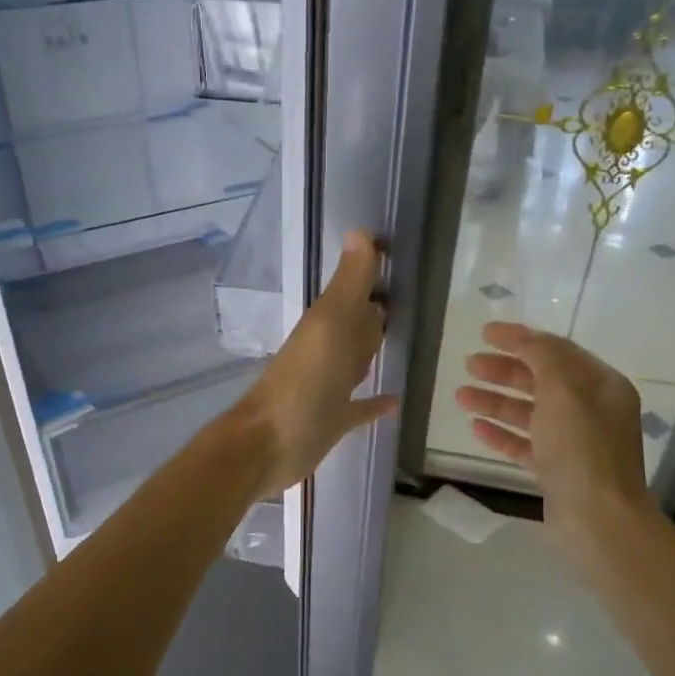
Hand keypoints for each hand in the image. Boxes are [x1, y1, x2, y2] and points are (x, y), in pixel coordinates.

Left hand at [235, 230, 397, 498]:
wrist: (268, 445)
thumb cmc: (301, 383)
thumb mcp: (328, 326)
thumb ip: (347, 285)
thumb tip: (360, 231)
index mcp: (327, 325)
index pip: (355, 293)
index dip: (372, 274)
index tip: (396, 255)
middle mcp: (328, 351)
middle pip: (357, 326)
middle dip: (376, 313)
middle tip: (406, 298)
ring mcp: (330, 387)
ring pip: (357, 361)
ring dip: (373, 350)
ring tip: (403, 338)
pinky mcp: (334, 420)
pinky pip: (361, 406)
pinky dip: (376, 402)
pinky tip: (396, 399)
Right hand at [453, 321, 659, 547]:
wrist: (598, 520)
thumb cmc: (583, 449)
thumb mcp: (563, 391)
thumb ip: (542, 357)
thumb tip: (525, 338)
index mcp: (602, 386)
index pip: (557, 351)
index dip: (521, 339)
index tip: (485, 333)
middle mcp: (591, 410)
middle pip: (541, 381)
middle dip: (504, 371)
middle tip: (469, 365)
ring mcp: (574, 442)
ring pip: (529, 413)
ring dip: (496, 402)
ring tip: (460, 396)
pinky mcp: (558, 471)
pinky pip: (526, 444)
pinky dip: (502, 434)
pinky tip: (476, 429)